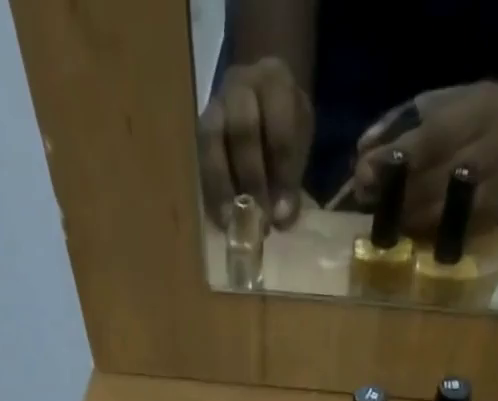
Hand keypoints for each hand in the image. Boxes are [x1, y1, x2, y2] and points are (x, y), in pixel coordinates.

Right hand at [199, 57, 313, 228]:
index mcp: (275, 82)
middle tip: (258, 219)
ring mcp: (214, 105)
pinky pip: (198, 158)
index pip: (280, 126)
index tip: (282, 214)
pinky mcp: (197, 129)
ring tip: (232, 221)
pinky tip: (220, 216)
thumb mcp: (299, 139)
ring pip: (211, 140)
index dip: (281, 173)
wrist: (259, 97)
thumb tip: (281, 218)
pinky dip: (210, 190)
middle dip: (252, 179)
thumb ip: (292, 174)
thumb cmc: (283, 122)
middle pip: (242, 129)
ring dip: (222, 186)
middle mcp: (240, 86)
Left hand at [352, 82, 497, 233]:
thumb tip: (362, 153)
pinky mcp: (491, 221)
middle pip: (432, 185)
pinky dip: (422, 234)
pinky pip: (448, 235)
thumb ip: (399, 123)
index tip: (363, 173)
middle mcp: (492, 153)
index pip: (430, 141)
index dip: (394, 161)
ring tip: (381, 216)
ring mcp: (495, 192)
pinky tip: (407, 229)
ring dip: (403, 220)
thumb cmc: (473, 111)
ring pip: (438, 216)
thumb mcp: (440, 100)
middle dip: (393, 196)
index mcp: (480, 113)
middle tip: (366, 200)